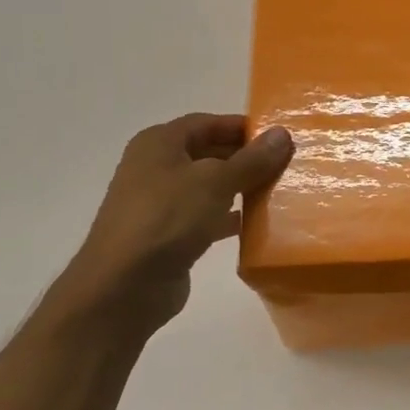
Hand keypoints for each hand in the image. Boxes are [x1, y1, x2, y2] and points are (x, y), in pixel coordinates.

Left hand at [52, 114, 293, 333]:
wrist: (124, 285)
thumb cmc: (167, 219)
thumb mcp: (215, 182)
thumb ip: (251, 159)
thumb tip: (282, 134)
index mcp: (159, 144)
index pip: (207, 123)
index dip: (242, 126)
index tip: (278, 137)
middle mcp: (156, 167)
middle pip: (209, 153)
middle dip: (245, 158)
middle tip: (285, 164)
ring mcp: (161, 203)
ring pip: (209, 186)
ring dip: (241, 188)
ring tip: (279, 191)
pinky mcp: (169, 234)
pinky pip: (206, 217)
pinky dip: (230, 217)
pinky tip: (257, 224)